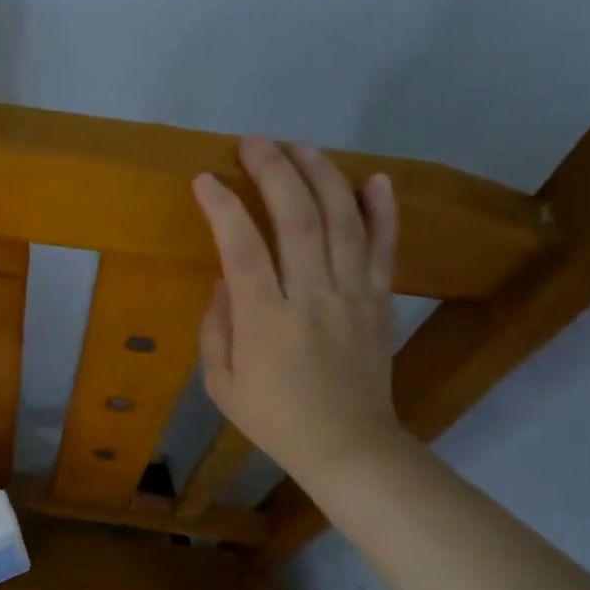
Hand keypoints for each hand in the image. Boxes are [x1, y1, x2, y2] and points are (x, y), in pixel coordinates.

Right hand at [192, 138, 407, 486]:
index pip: (242, 248)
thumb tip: (224, 281)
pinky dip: (383, 211)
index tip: (206, 179)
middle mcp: (311, 297)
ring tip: (301, 146)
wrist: (348, 447)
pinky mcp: (379, 301)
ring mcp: (352, 296)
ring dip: (321, 176)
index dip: (223, 207)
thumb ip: (216, 330)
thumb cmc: (275, 419)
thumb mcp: (221, 385)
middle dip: (273, 171)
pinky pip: (383, 248)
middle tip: (253, 142)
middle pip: (297, 219)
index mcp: (265, 321)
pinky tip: (376, 179)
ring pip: (342, 221)